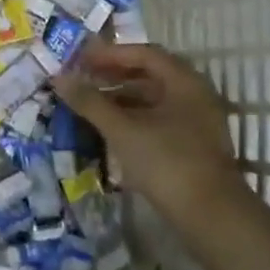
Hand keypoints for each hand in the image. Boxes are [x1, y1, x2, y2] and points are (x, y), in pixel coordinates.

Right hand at [52, 40, 239, 209]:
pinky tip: (110, 129)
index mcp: (183, 82)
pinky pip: (157, 120)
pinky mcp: (192, 146)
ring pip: (152, 99)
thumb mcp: (122, 129)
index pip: (143, 53)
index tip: (80, 59)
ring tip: (89, 104)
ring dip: (120, 98)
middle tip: (82, 79)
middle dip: (113, 75)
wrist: (211, 217)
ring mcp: (196, 122)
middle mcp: (194, 95)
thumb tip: (59, 77)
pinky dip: (132, 118)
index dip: (109, 54)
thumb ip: (90, 101)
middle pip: (149, 74)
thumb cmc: (166, 162)